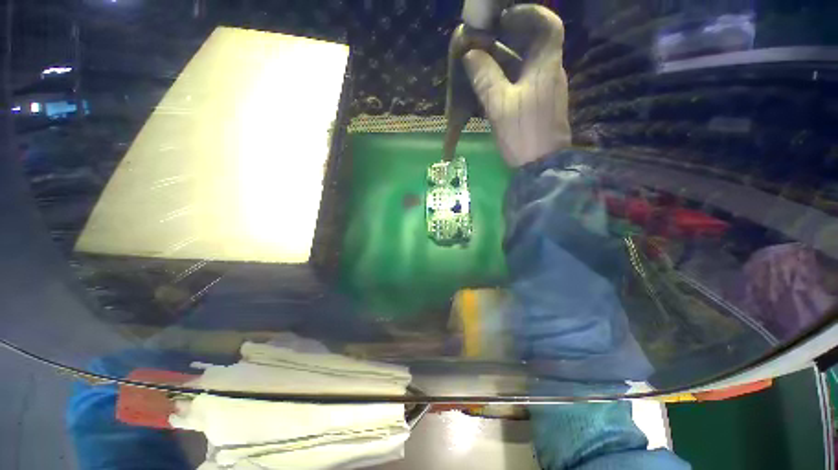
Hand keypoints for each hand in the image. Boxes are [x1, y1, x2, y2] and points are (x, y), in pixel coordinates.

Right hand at [463, 5, 570, 166]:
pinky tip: (491, 87)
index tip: (504, 19)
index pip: (548, 25)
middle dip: (508, 39)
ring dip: (504, 61)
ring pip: (525, 65)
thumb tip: (471, 55)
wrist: (541, 166)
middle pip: (532, 44)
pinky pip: (523, 82)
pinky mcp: (540, 105)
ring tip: (480, 64)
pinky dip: (507, 79)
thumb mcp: (500, 106)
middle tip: (483, 43)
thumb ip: (485, 78)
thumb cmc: (523, 134)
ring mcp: (545, 90)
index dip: (528, 14)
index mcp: (545, 66)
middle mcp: (549, 73)